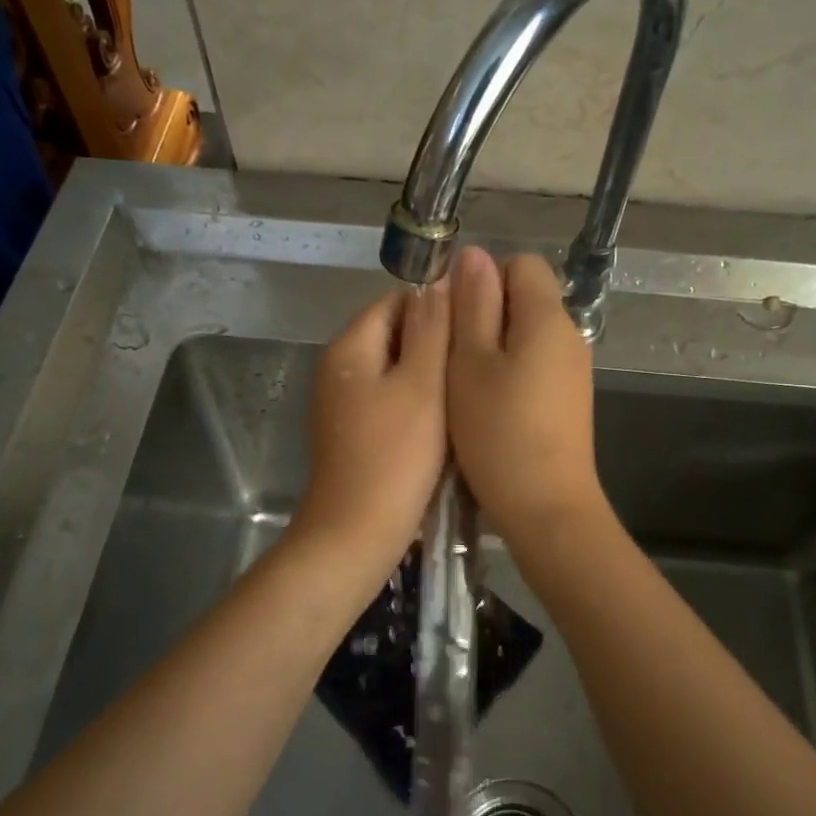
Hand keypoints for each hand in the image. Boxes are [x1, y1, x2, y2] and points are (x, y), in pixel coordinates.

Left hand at [292, 282, 450, 587]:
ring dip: (428, 375)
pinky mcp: (352, 432)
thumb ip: (430, 330)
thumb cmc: (395, 457)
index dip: (438, 307)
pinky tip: (445, 418)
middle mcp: (338, 368)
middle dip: (434, 343)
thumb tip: (434, 281)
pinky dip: (416, 402)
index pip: (396, 301)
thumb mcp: (422, 385)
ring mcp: (342, 403)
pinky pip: (389, 399)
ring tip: (468, 387)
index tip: (476, 326)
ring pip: (394, 370)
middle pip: (393, 334)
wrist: (356, 535)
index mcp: (349, 348)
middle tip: (477, 360)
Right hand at [447, 248, 605, 544]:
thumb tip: (474, 255)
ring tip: (463, 382)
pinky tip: (488, 404)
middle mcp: (568, 334)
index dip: (484, 278)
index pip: (521, 263)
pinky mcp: (569, 398)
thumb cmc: (498, 432)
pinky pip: (535, 363)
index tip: (454, 316)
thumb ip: (472, 305)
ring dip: (493, 346)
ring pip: (526, 333)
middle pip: (525, 297)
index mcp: (547, 317)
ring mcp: (573, 369)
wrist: (546, 506)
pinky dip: (509, 371)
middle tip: (451, 354)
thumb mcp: (470, 363)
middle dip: (484, 314)